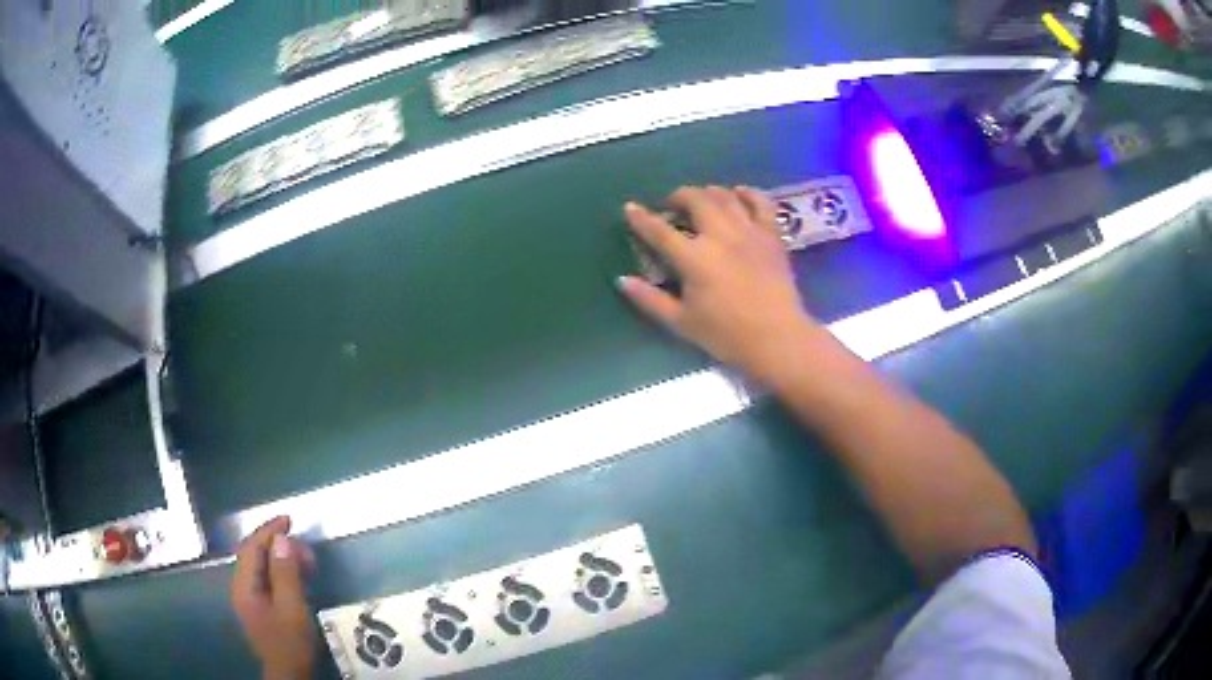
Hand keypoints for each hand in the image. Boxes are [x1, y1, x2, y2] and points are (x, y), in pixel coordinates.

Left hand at [232, 516, 317, 679]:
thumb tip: (282, 539)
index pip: (252, 547)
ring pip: (260, 566)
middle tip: (306, 550)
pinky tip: (297, 578)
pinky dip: (280, 571)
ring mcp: (248, 597)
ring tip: (306, 563)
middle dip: (278, 545)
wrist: (288, 673)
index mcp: (244, 585)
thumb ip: (285, 574)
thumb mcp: (292, 608)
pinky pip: (266, 578)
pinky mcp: (258, 606)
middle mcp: (241, 587)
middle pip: (254, 554)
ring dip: (281, 558)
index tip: (290, 519)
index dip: (269, 530)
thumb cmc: (290, 641)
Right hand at [618, 186, 822, 382]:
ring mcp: (749, 232)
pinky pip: (761, 203)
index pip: (660, 231)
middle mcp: (720, 236)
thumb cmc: (726, 335)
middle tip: (672, 205)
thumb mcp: (681, 322)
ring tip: (701, 199)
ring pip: (725, 197)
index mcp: (694, 258)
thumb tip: (622, 280)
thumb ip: (649, 299)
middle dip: (679, 196)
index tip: (630, 207)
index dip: (641, 218)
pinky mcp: (772, 236)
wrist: (777, 339)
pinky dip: (748, 193)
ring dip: (708, 192)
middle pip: (696, 200)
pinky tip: (739, 193)